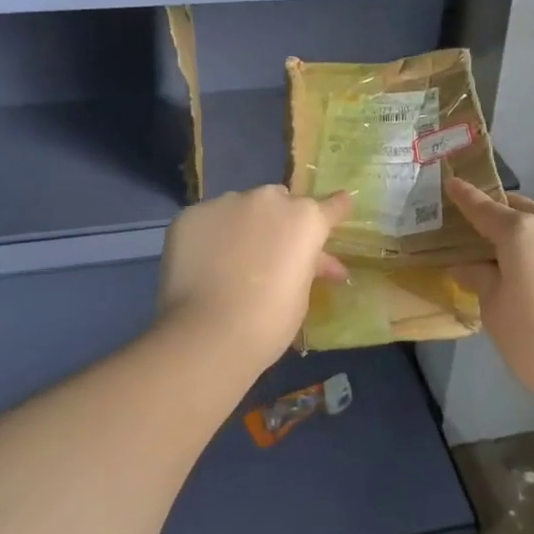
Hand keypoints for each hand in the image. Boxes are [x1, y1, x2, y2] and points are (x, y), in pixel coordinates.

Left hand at [155, 186, 353, 379]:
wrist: (208, 333)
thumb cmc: (269, 321)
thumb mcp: (301, 294)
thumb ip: (309, 267)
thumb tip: (320, 262)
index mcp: (305, 219)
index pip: (331, 206)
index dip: (336, 208)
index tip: (341, 204)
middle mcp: (268, 199)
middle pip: (279, 200)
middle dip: (279, 220)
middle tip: (271, 251)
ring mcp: (227, 202)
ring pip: (240, 207)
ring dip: (242, 225)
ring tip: (230, 259)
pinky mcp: (192, 213)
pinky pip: (208, 220)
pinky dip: (210, 235)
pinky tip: (203, 262)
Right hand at [446, 181, 533, 408]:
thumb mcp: (495, 311)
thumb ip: (480, 279)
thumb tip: (467, 266)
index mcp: (522, 232)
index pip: (485, 209)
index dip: (466, 197)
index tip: (452, 182)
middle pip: (523, 211)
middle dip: (503, 216)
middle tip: (485, 234)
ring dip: (533, 237)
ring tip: (522, 265)